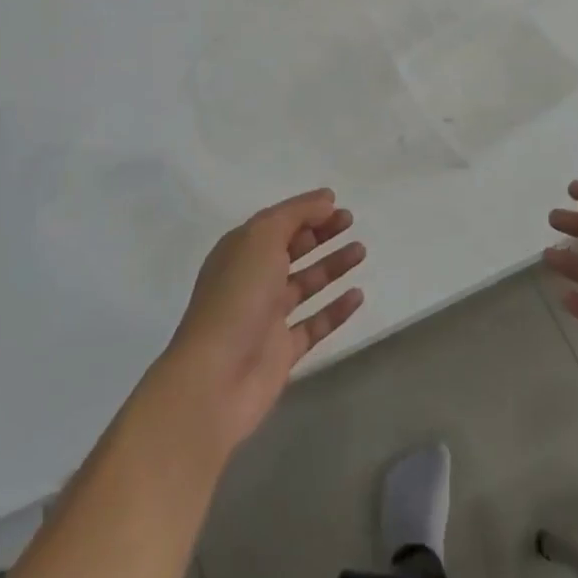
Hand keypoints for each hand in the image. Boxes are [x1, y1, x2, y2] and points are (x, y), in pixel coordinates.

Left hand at [157, 188, 365, 454]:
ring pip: (306, 284)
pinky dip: (336, 309)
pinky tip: (358, 295)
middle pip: (292, 250)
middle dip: (321, 234)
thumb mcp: (261, 239)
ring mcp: (267, 317)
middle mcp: (253, 279)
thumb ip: (295, 215)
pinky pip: (315, 323)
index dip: (306, 211)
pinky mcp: (282, 351)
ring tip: (361, 251)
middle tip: (352, 223)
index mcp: (241, 251)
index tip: (338, 204)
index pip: (278, 222)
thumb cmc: (237, 297)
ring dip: (332, 266)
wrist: (215, 378)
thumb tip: (325, 199)